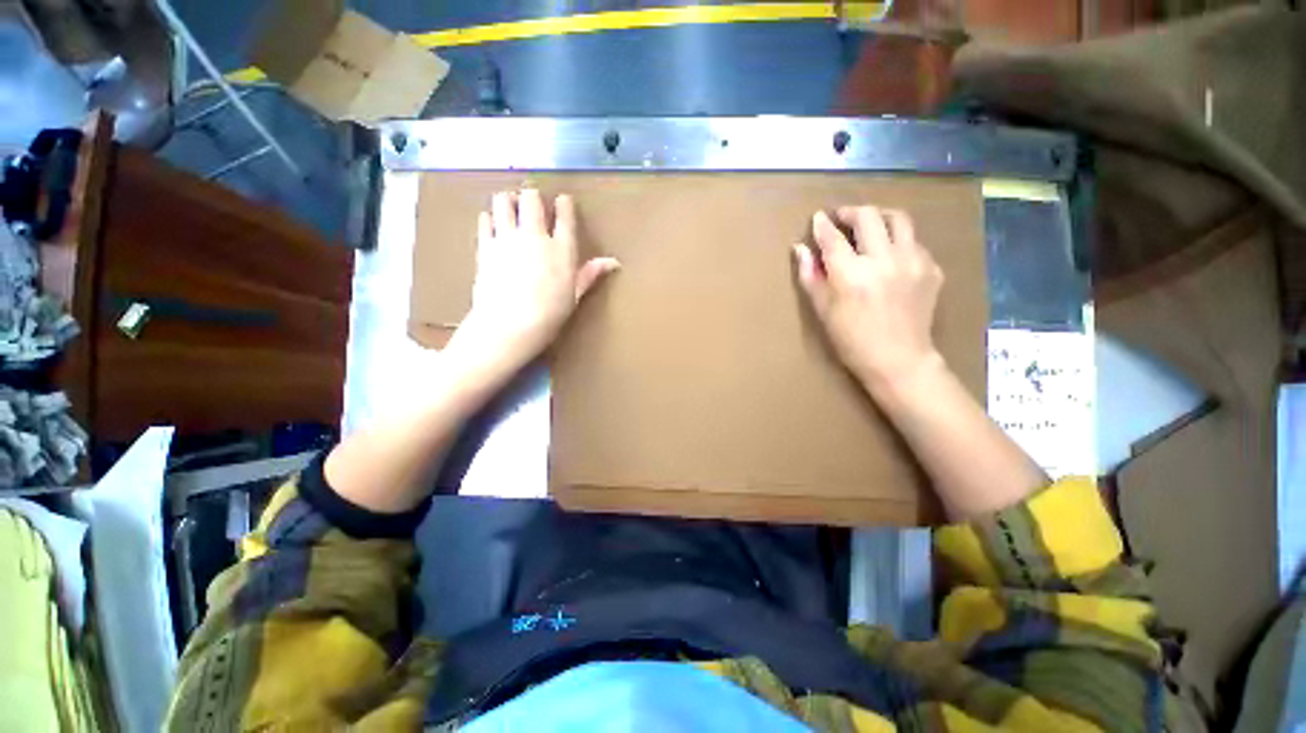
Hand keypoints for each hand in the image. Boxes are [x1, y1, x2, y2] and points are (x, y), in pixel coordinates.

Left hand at [448, 188, 618, 378]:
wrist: (508, 326)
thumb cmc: (547, 316)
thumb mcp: (574, 296)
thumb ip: (590, 274)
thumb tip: (613, 262)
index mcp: (561, 248)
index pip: (564, 216)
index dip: (563, 203)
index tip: (561, 199)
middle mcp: (535, 236)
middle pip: (532, 201)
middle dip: (530, 196)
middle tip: (528, 198)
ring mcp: (508, 239)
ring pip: (505, 204)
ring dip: (507, 200)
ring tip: (507, 201)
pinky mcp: (485, 247)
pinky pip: (486, 222)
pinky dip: (488, 217)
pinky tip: (489, 218)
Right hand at [794, 206, 944, 390]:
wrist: (903, 365)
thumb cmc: (857, 344)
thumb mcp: (825, 314)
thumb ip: (811, 277)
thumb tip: (801, 248)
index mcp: (852, 275)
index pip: (832, 234)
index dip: (822, 224)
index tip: (819, 221)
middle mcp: (883, 261)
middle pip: (866, 215)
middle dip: (851, 213)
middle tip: (845, 221)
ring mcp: (911, 263)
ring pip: (898, 219)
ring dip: (882, 219)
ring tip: (875, 229)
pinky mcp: (931, 270)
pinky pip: (916, 243)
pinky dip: (903, 245)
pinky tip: (896, 260)